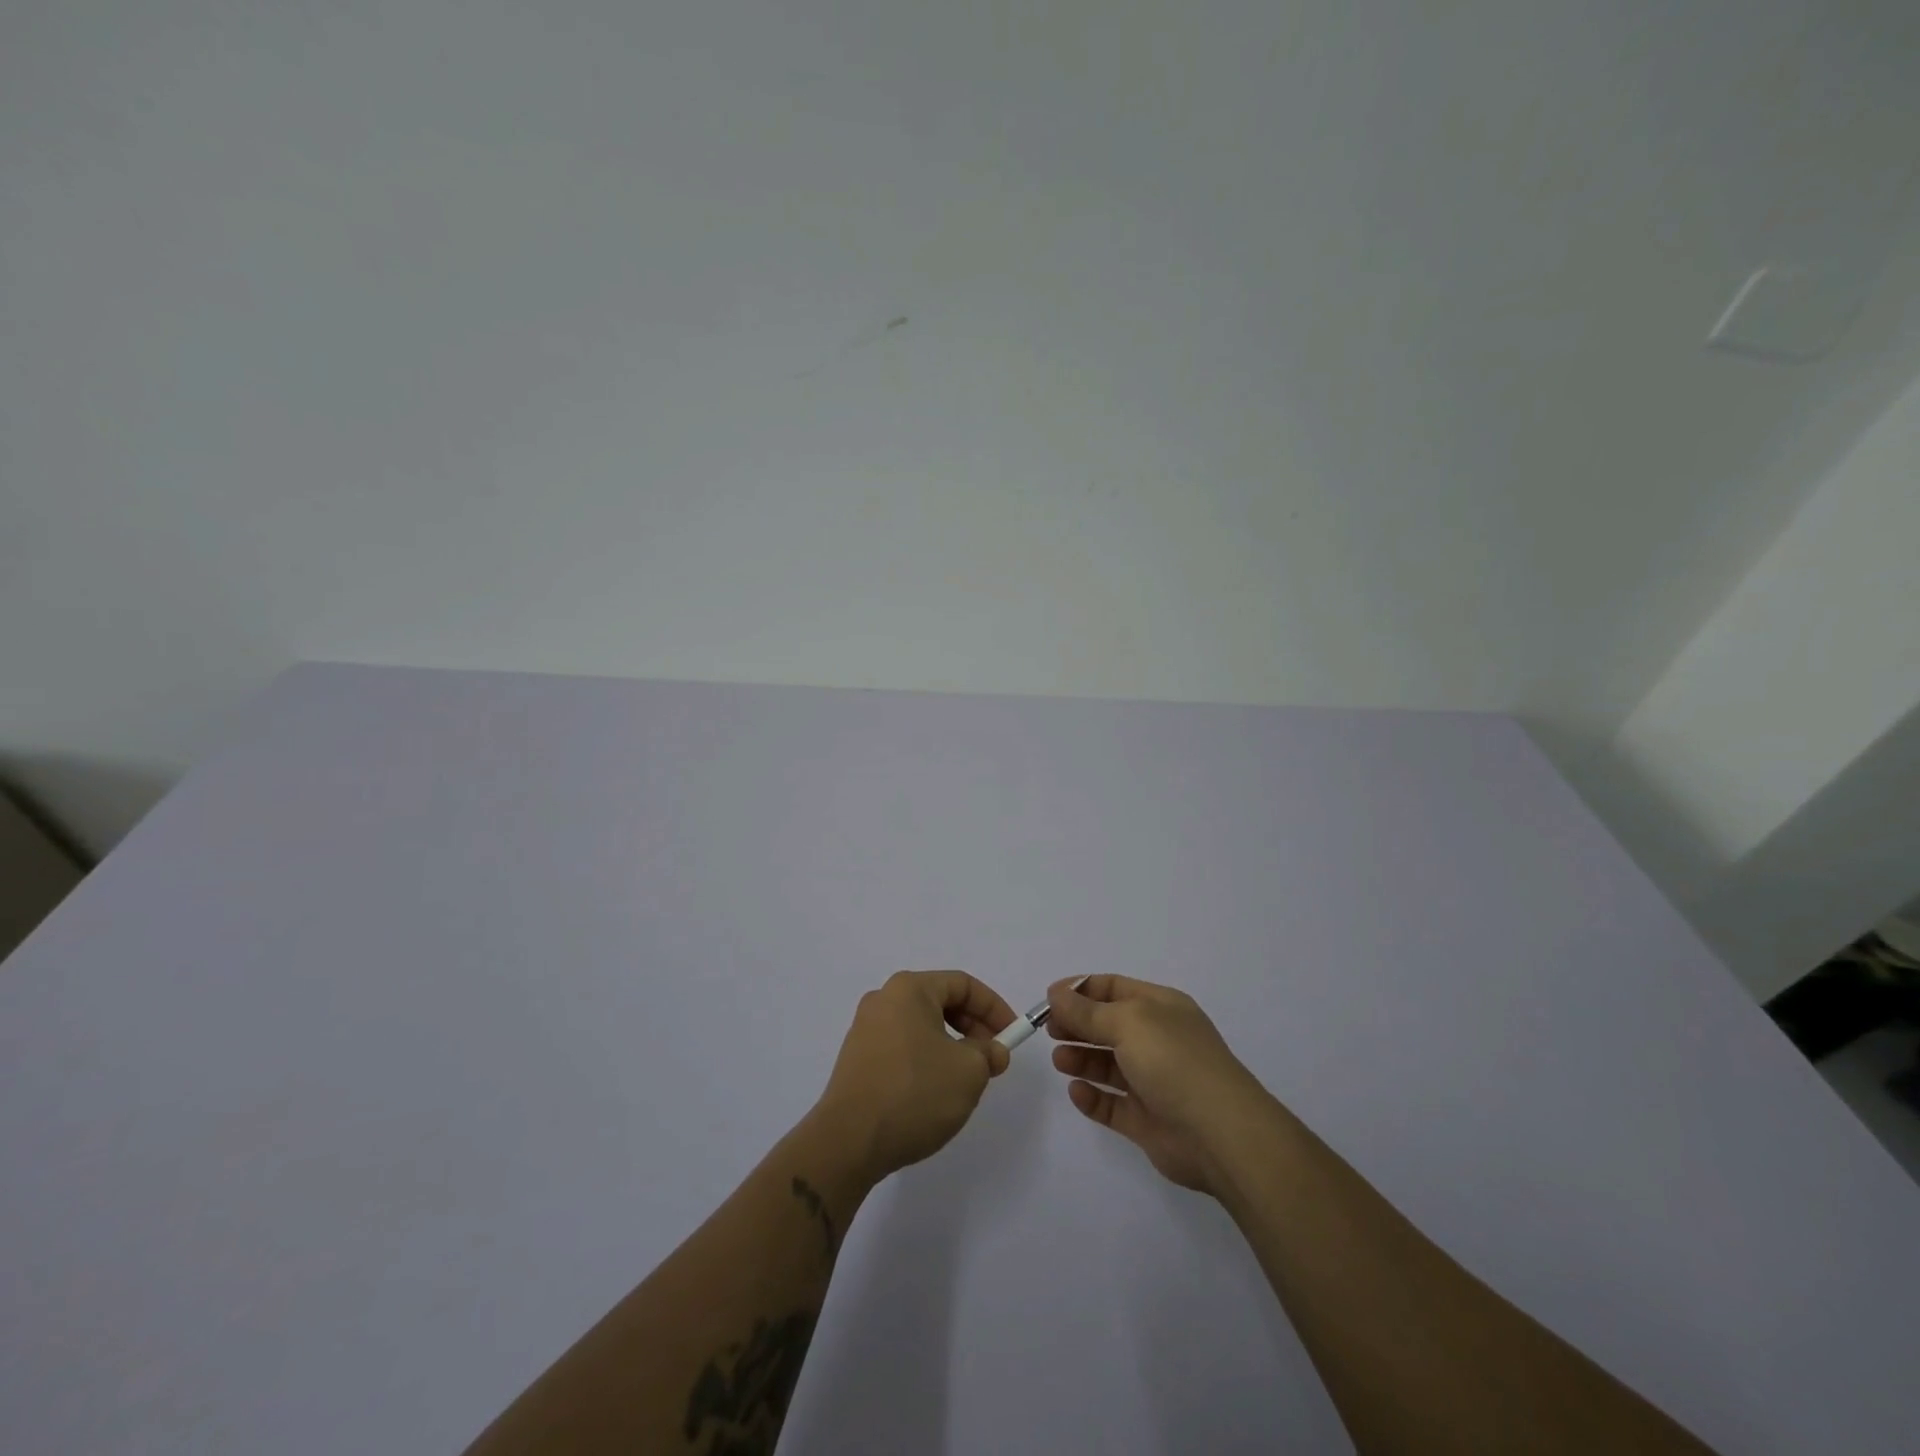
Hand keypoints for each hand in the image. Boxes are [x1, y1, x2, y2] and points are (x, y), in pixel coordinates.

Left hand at [814, 970, 1017, 1181]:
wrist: (848, 1141)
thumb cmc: (914, 1092)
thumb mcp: (969, 1072)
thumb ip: (988, 1054)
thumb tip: (992, 1051)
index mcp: (909, 989)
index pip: (963, 984)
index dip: (994, 1007)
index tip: (1012, 1036)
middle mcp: (883, 999)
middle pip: (940, 1002)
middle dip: (973, 1027)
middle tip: (992, 1059)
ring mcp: (865, 1029)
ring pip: (922, 1027)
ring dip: (951, 1046)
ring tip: (965, 1080)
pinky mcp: (856, 1059)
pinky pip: (902, 1047)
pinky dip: (926, 1060)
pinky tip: (934, 1093)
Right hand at [1045, 975, 1271, 1195]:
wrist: (1220, 1134)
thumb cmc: (1174, 1062)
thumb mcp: (1127, 1022)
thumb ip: (1086, 1011)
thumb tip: (1056, 993)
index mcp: (1160, 1007)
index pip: (1114, 988)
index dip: (1080, 990)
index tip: (1048, 998)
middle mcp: (1157, 1039)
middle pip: (1107, 1025)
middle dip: (1076, 1024)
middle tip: (1048, 1031)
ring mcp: (1153, 1081)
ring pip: (1107, 1064)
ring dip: (1081, 1058)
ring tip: (1059, 1060)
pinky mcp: (1146, 1120)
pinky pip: (1111, 1104)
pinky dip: (1092, 1097)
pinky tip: (1076, 1091)